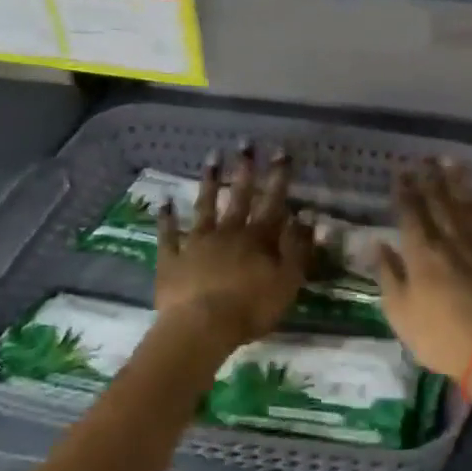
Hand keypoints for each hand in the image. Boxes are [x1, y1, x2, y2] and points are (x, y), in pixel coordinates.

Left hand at [156, 147, 310, 354]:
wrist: (201, 327)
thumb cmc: (251, 307)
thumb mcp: (287, 282)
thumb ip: (298, 249)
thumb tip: (307, 218)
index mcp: (258, 238)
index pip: (273, 201)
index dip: (278, 176)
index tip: (280, 152)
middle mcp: (228, 232)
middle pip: (239, 196)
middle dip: (244, 169)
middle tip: (245, 143)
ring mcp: (197, 242)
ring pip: (204, 206)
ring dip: (209, 182)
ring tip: (211, 158)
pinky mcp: (172, 258)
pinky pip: (168, 234)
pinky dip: (166, 217)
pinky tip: (164, 201)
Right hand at [379, 160, 471, 379]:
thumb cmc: (440, 336)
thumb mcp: (400, 313)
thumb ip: (388, 274)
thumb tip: (377, 244)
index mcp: (422, 253)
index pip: (411, 213)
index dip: (405, 191)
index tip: (401, 172)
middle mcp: (450, 239)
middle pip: (439, 202)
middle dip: (429, 178)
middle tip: (423, 159)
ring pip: (464, 204)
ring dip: (455, 181)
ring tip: (449, 162)